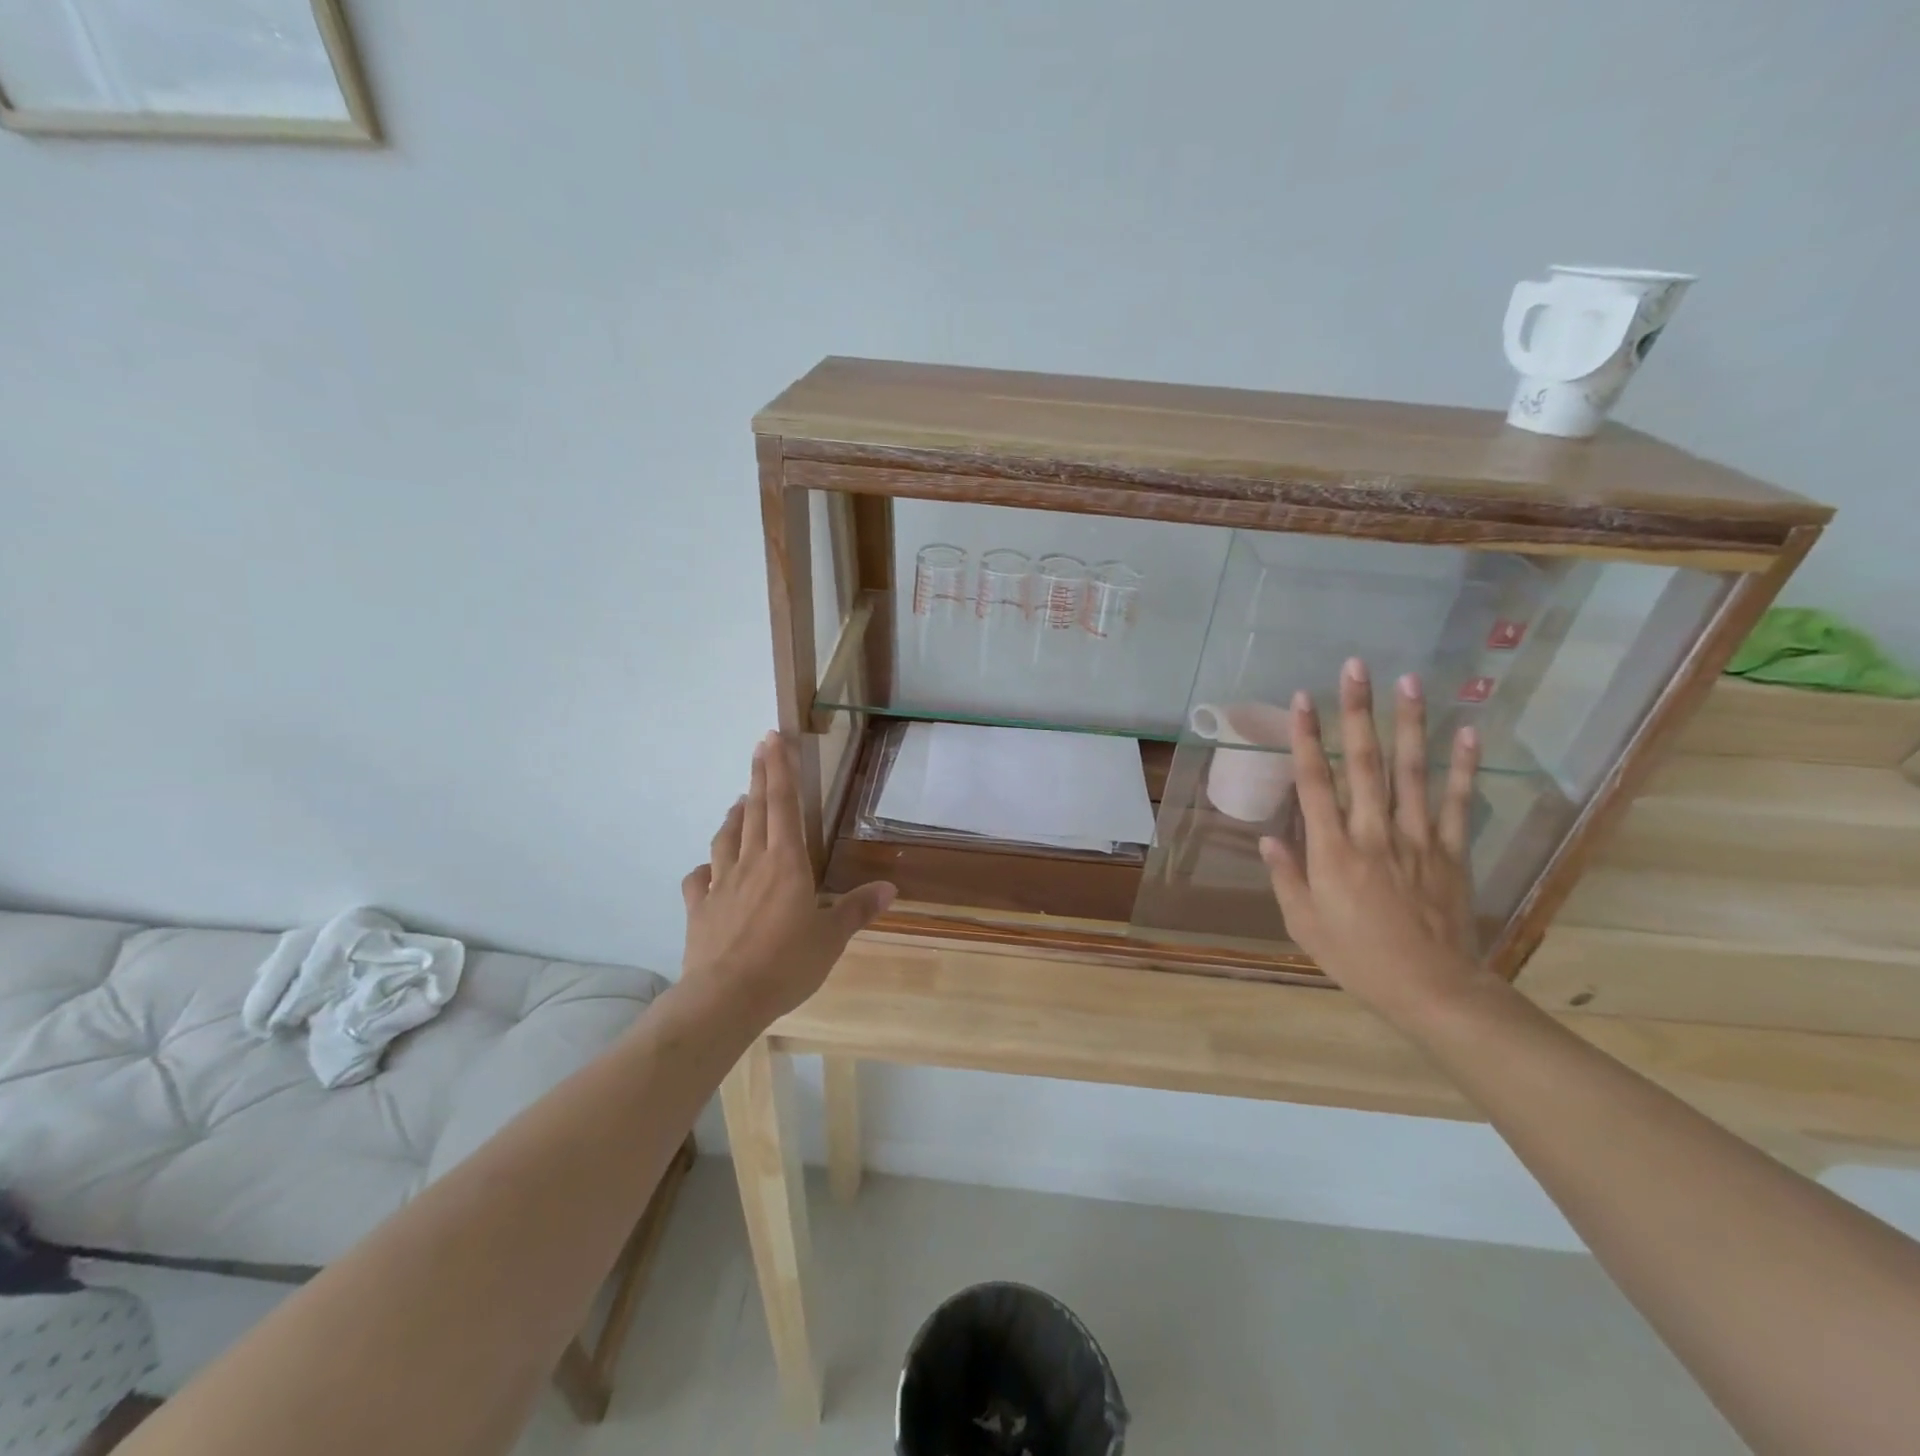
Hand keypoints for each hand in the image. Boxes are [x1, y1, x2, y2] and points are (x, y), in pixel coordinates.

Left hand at [680, 732, 895, 1026]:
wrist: (725, 998)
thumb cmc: (786, 963)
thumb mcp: (832, 938)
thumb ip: (857, 909)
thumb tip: (890, 888)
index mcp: (787, 863)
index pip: (783, 805)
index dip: (780, 770)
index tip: (774, 738)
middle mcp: (752, 863)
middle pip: (755, 811)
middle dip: (759, 776)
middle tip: (760, 747)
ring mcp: (720, 884)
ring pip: (726, 838)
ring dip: (734, 815)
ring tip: (739, 800)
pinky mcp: (699, 908)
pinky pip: (698, 879)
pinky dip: (703, 868)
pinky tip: (707, 868)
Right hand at [1258, 659, 1501, 1030]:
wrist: (1434, 990)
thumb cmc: (1358, 959)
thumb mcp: (1304, 924)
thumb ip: (1286, 877)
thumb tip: (1266, 838)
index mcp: (1332, 852)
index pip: (1315, 783)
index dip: (1307, 738)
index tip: (1302, 699)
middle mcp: (1374, 833)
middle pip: (1364, 763)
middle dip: (1357, 712)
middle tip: (1357, 668)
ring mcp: (1418, 839)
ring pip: (1412, 772)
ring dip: (1408, 724)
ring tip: (1408, 682)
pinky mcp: (1451, 851)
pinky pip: (1457, 802)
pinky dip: (1463, 767)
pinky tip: (1468, 732)